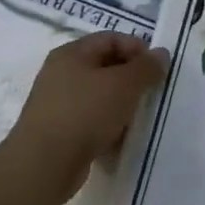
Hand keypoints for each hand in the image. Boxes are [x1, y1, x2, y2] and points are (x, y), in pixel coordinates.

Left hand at [13, 32, 168, 200]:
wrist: (43, 166)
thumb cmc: (85, 113)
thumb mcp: (124, 84)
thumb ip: (147, 67)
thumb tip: (161, 54)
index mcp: (72, 54)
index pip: (112, 39)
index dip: (138, 49)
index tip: (157, 69)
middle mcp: (61, 74)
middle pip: (106, 67)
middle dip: (132, 79)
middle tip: (151, 93)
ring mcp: (57, 104)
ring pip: (100, 96)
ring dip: (122, 105)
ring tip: (137, 119)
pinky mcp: (58, 132)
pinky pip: (91, 121)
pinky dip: (108, 127)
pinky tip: (119, 140)